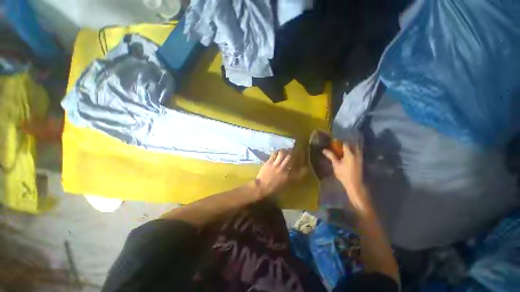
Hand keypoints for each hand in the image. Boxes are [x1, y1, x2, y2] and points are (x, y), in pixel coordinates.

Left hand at [255, 150, 299, 198]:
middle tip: (292, 151)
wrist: (261, 187)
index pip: (297, 166)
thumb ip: (291, 178)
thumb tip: (295, 171)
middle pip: (290, 157)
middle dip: (292, 153)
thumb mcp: (285, 185)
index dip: (300, 161)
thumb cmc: (273, 189)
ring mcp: (276, 165)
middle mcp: (284, 169)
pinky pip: (274, 154)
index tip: (301, 158)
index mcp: (289, 176)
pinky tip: (277, 152)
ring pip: (282, 153)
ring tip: (284, 151)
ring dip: (284, 151)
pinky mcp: (269, 162)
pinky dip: (277, 152)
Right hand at [322, 142, 362, 192]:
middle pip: (353, 145)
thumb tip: (324, 150)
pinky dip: (353, 153)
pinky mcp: (361, 162)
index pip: (346, 144)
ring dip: (351, 148)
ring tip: (343, 151)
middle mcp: (357, 154)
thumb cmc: (343, 174)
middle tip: (340, 147)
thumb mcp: (336, 164)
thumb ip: (331, 156)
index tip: (335, 143)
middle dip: (347, 145)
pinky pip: (358, 154)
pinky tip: (348, 157)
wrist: (354, 184)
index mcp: (350, 154)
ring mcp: (360, 158)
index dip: (340, 142)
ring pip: (356, 149)